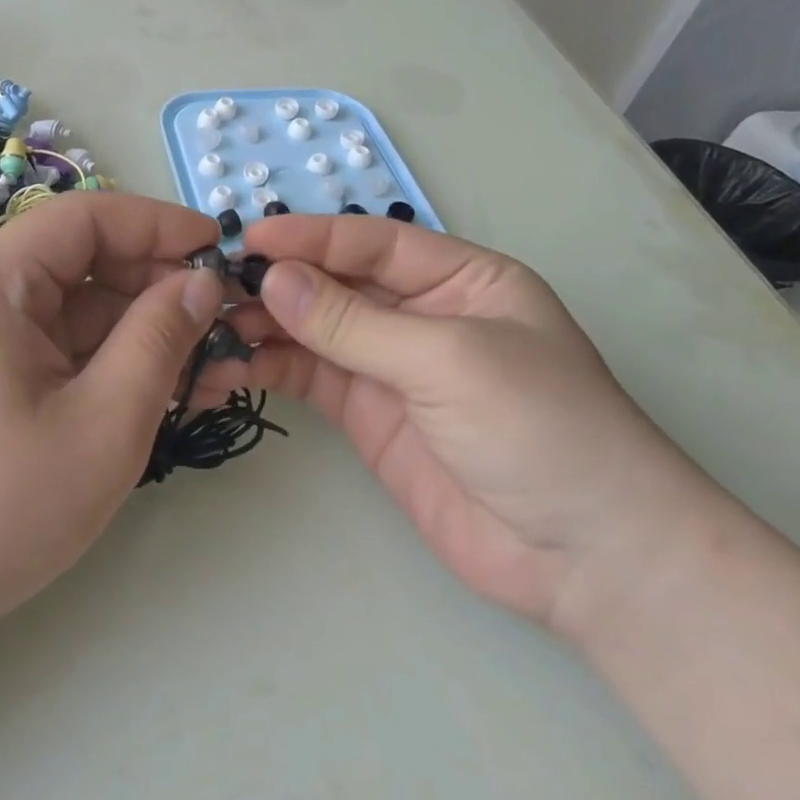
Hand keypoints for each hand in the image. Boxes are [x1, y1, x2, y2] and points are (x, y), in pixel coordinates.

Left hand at [0, 192, 223, 663]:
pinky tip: (162, 391)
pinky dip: (109, 361)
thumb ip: (160, 339)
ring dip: (141, 332)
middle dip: (157, 288)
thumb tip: (201, 281)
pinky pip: (59, 346)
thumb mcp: (104, 422)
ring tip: (210, 369)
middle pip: (84, 262)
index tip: (221, 251)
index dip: (159, 225)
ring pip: (77, 309)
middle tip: (225, 324)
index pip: (87, 218)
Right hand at [217, 216, 723, 633]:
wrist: (589, 560)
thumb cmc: (542, 429)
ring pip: (312, 331)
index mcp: (459, 279)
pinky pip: (309, 378)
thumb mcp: (449, 360)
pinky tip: (232, 367)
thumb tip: (272, 280)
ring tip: (210, 328)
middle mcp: (419, 314)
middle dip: (277, 283)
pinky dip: (270, 369)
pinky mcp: (367, 415)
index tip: (247, 242)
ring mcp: (390, 366)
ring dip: (263, 326)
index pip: (371, 243)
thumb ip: (354, 323)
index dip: (309, 238)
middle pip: (334, 284)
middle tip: (212, 289)